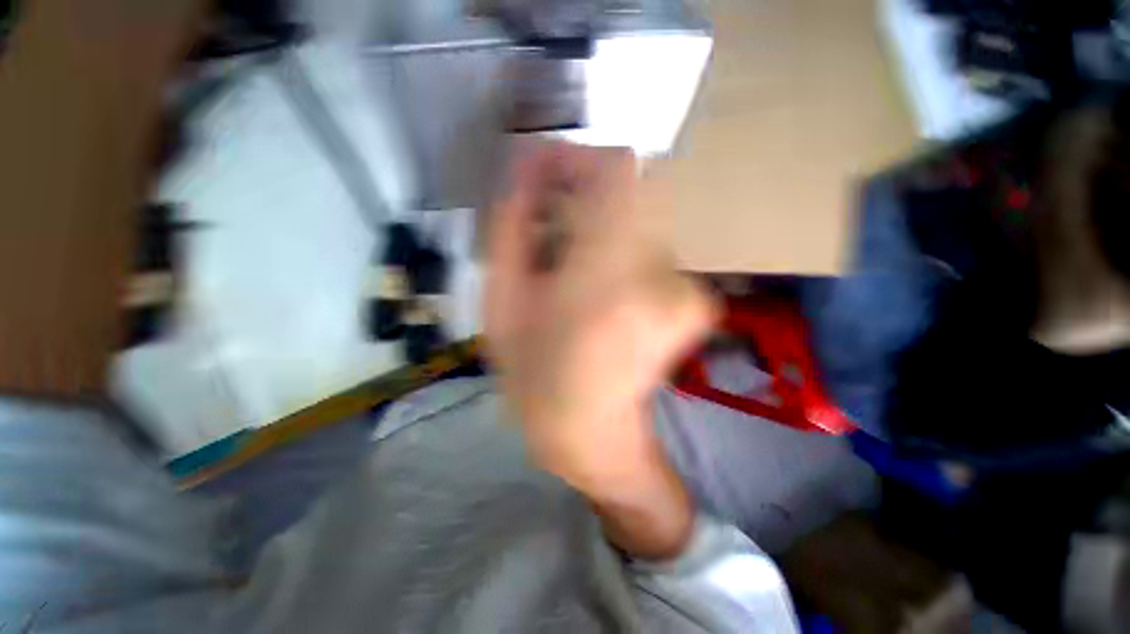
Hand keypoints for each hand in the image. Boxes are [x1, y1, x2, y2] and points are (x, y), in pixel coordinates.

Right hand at [485, 140, 714, 556]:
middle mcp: (660, 274)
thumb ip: (513, 224)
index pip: (616, 169)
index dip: (579, 159)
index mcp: (605, 274)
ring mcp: (687, 289)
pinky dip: (624, 256)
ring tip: (574, 269)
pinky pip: (654, 251)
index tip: (547, 176)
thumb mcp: (502, 298)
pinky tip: (603, 291)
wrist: (589, 431)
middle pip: (632, 189)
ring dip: (603, 230)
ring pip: (641, 220)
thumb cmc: (535, 373)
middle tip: (552, 227)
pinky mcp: (696, 302)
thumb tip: (527, 165)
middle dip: (586, 197)